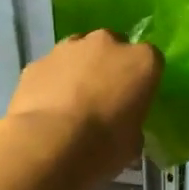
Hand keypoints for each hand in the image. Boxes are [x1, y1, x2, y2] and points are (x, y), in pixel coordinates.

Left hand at [2, 30, 160, 180]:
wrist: (49, 145)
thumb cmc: (104, 146)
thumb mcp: (133, 142)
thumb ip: (132, 124)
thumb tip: (123, 126)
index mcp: (142, 61)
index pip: (151, 61)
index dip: (142, 81)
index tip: (135, 100)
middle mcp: (107, 43)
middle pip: (113, 47)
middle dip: (110, 66)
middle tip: (104, 97)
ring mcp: (69, 48)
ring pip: (79, 52)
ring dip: (79, 70)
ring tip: (73, 102)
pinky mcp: (37, 62)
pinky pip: (51, 68)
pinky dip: (52, 82)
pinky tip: (48, 108)